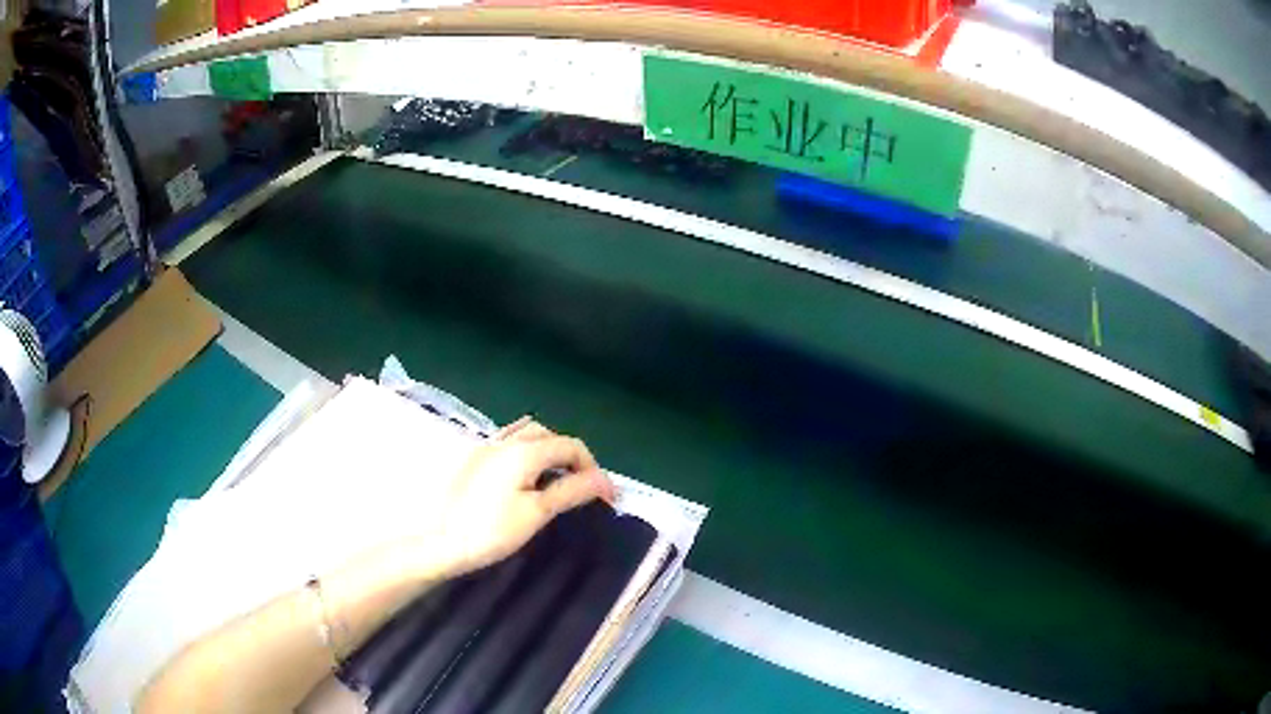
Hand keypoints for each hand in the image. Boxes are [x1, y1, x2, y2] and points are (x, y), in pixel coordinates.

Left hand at [437, 417, 615, 573]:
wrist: (440, 541)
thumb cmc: (491, 530)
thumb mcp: (537, 513)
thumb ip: (571, 490)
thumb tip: (604, 480)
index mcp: (525, 451)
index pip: (571, 447)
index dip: (593, 469)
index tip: (606, 498)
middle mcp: (505, 440)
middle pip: (549, 436)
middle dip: (571, 456)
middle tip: (581, 487)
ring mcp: (485, 447)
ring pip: (525, 434)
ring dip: (547, 449)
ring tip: (554, 478)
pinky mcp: (472, 460)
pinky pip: (506, 442)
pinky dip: (525, 451)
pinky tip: (522, 476)